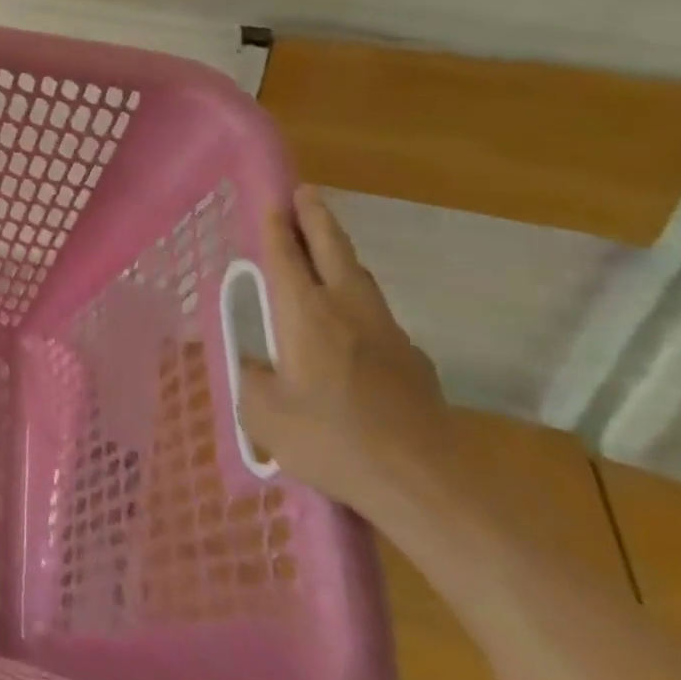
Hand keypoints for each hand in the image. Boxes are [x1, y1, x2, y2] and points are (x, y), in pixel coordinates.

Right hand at [237, 187, 457, 522]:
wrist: (427, 487)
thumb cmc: (333, 441)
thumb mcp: (265, 416)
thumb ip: (252, 382)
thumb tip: (258, 368)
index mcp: (305, 313)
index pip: (286, 255)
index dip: (277, 225)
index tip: (274, 199)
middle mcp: (347, 309)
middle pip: (332, 250)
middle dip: (316, 218)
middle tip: (306, 192)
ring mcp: (388, 333)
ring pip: (361, 278)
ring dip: (341, 255)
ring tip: (327, 247)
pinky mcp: (415, 362)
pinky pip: (378, 316)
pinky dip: (360, 302)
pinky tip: (355, 326)